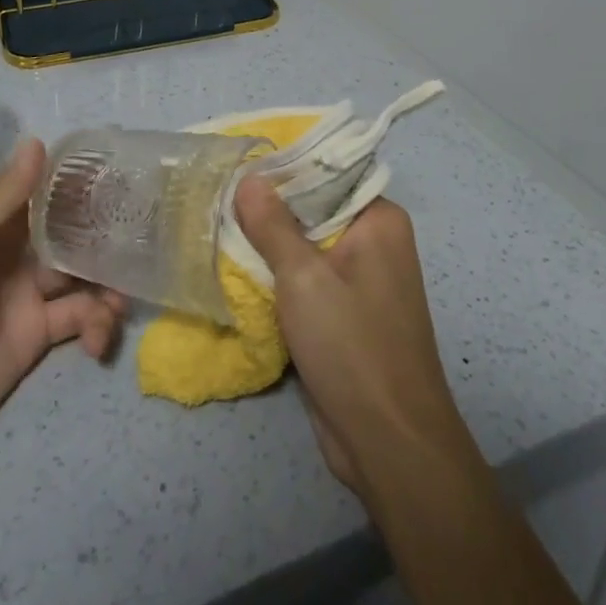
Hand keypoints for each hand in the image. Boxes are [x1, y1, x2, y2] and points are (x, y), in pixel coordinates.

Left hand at [0, 139, 124, 486]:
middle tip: (145, 235)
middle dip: (105, 231)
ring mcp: (28, 297)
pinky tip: (99, 341)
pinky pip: (82, 320)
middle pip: (71, 230)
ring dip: (109, 282)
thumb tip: (38, 143)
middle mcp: (13, 254)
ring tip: (119, 302)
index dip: (78, 181)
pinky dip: (99, 325)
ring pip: (85, 275)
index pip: (41, 191)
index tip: (122, 173)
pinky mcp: (38, 338)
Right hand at [233, 179, 477, 501]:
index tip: (238, 164)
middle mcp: (375, 242)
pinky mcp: (345, 314)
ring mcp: (361, 280)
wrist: (387, 440)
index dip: (283, 168)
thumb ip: (273, 225)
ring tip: (218, 224)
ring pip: (306, 247)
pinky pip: (307, 280)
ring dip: (268, 245)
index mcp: (379, 220)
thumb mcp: (304, 277)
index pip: (328, 174)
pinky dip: (278, 276)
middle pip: (314, 210)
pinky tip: (238, 268)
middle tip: (218, 194)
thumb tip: (249, 178)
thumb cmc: (351, 345)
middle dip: (269, 208)